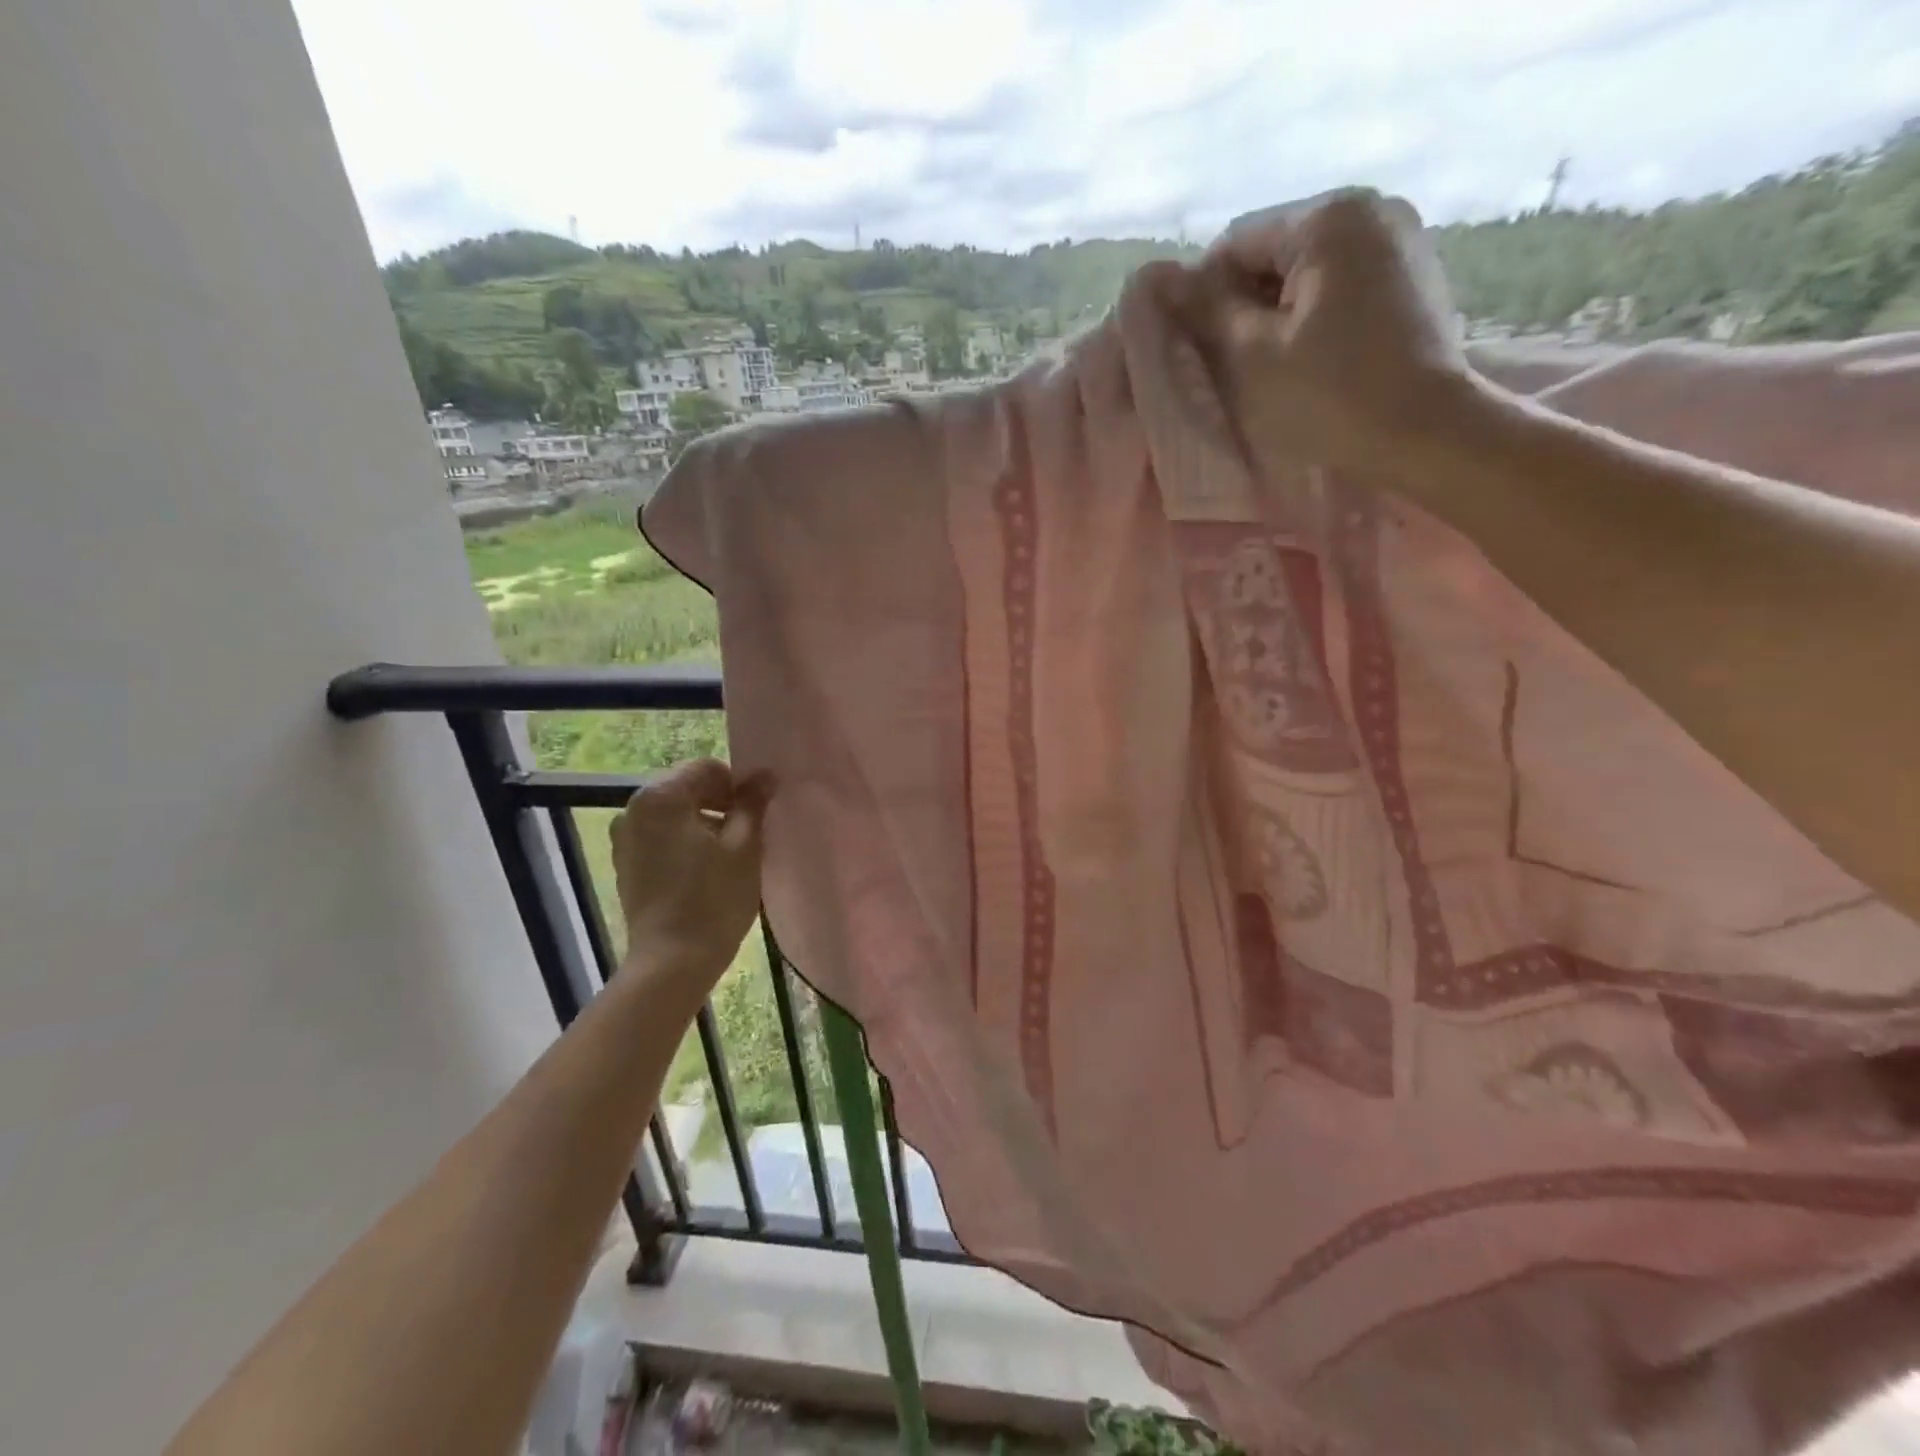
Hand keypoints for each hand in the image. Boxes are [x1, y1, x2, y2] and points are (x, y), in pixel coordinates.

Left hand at [609, 759, 770, 989]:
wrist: (672, 961)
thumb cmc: (713, 899)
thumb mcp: (744, 846)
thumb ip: (753, 804)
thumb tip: (765, 776)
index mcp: (660, 796)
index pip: (707, 768)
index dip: (737, 785)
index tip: (756, 814)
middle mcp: (633, 808)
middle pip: (687, 788)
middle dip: (720, 803)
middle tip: (747, 834)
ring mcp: (625, 838)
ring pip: (674, 814)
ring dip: (703, 823)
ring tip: (728, 855)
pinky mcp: (626, 864)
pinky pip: (661, 837)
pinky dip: (684, 842)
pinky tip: (704, 870)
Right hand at [1201, 188, 1476, 479]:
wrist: (1428, 434)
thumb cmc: (1330, 395)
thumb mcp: (1251, 355)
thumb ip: (1205, 310)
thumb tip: (1159, 279)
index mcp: (1329, 217)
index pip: (1235, 243)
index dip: (1204, 296)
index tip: (1199, 349)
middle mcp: (1371, 210)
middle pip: (1275, 253)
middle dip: (1245, 305)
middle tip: (1233, 366)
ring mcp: (1402, 241)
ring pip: (1308, 274)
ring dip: (1278, 316)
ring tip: (1274, 369)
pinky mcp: (1415, 278)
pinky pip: (1342, 288)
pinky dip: (1315, 318)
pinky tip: (1313, 362)